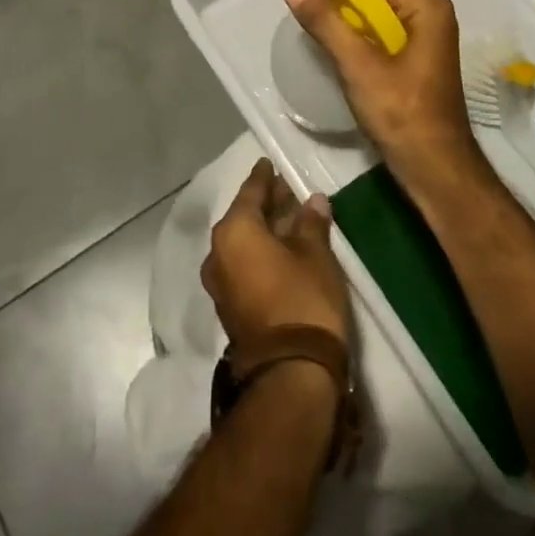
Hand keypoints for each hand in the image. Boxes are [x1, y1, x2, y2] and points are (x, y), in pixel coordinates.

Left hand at [203, 160, 350, 353]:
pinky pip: (242, 265)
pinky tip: (282, 251)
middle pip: (243, 217)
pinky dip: (259, 253)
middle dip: (265, 204)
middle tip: (288, 191)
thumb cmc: (303, 299)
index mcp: (234, 231)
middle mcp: (218, 252)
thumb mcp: (316, 255)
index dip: (263, 177)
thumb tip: (313, 200)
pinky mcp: (230, 307)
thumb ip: (311, 223)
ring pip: (242, 243)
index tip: (270, 163)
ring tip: (290, 219)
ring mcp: (220, 283)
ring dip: (264, 231)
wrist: (290, 373)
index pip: (250, 192)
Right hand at [281, 0, 482, 186]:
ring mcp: (423, 27)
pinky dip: (353, 11)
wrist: (436, 168)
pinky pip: (380, 15)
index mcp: (423, 4)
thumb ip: (326, 22)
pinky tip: (330, 19)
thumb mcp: (358, 67)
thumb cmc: (402, 116)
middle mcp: (427, 7)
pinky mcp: (414, 47)